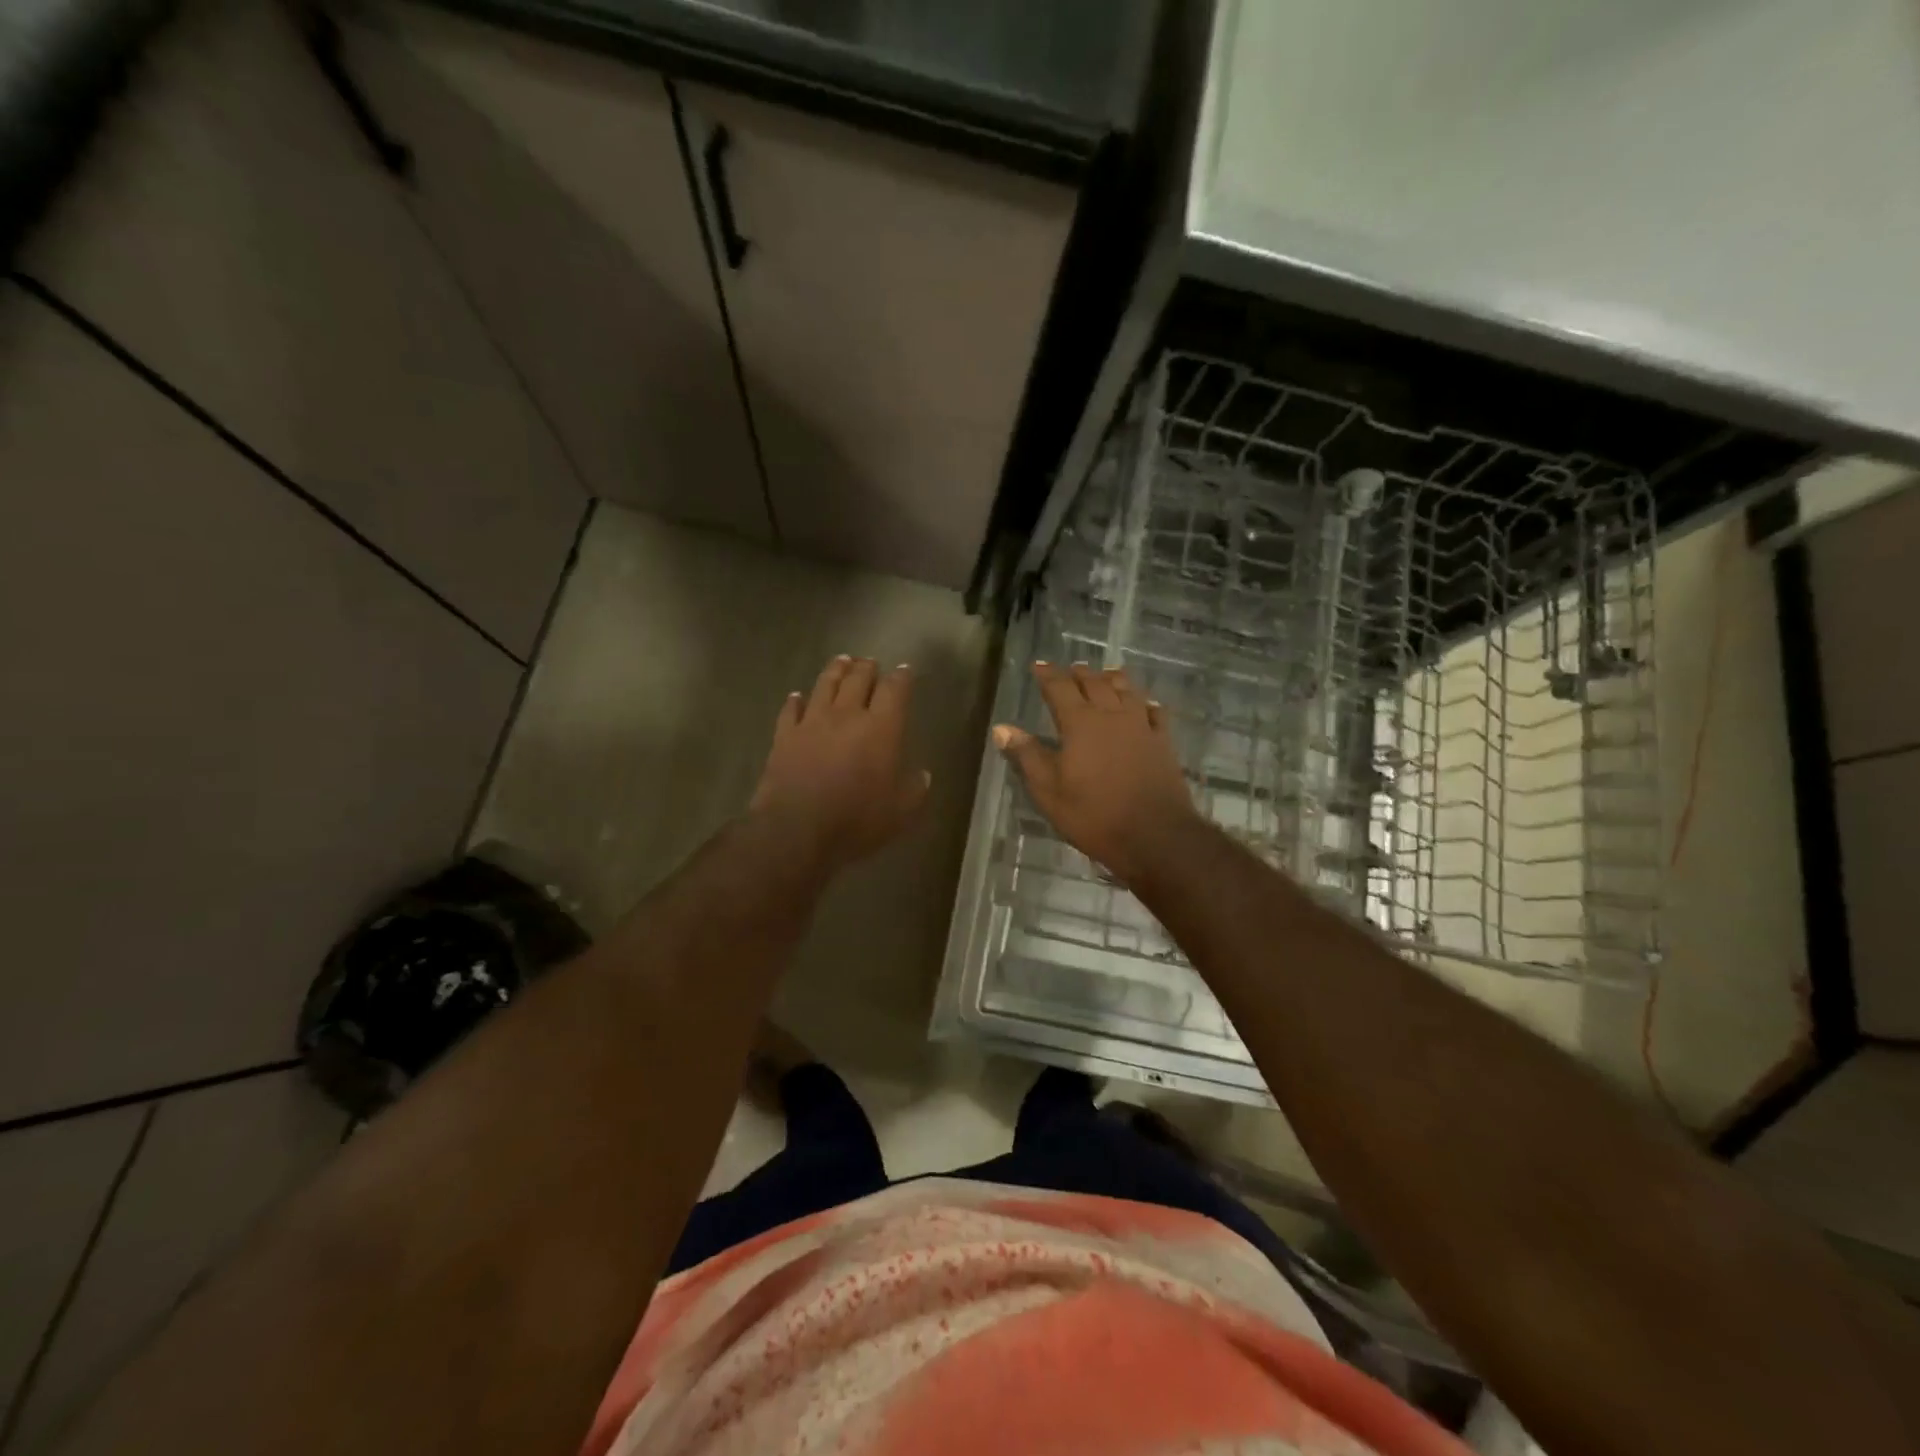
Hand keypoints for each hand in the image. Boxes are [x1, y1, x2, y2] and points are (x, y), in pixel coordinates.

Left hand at [750, 656, 929, 870]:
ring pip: (825, 685)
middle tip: (871, 662)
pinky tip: (796, 696)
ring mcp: (812, 722)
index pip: (895, 690)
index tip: (905, 670)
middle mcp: (847, 715)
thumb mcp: (900, 812)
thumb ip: (914, 789)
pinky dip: (795, 700)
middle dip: (867, 667)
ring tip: (841, 661)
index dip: (902, 677)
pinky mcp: (785, 736)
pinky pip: (791, 710)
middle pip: (858, 679)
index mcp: (881, 728)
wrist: (797, 829)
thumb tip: (922, 775)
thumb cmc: (857, 820)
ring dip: (835, 670)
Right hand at [993, 662, 1201, 884]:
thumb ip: (1027, 756)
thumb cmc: (1093, 815)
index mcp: (1080, 723)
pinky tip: (1145, 704)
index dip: (1048, 675)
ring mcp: (1141, 727)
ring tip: (1105, 674)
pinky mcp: (1163, 743)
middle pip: (1095, 684)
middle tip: (1071, 669)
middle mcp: (1112, 715)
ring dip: (1113, 679)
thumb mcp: (1048, 791)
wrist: (1154, 835)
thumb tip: (1002, 728)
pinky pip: (1155, 712)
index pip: (1060, 688)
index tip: (1039, 665)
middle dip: (1080, 674)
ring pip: (1127, 691)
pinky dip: (1145, 703)